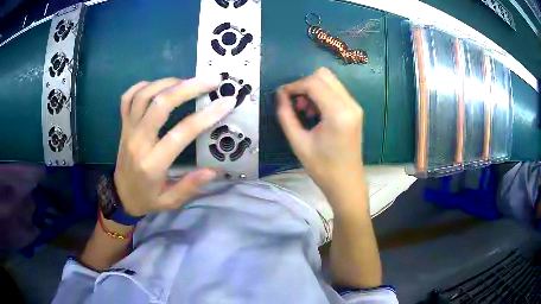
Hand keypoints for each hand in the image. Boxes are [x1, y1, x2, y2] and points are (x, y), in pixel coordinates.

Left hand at [114, 77, 236, 215]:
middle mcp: (138, 142)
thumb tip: (213, 170)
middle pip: (160, 104)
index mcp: (152, 164)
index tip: (226, 102)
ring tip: (188, 80)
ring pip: (144, 95)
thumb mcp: (169, 202)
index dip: (205, 116)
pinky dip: (143, 85)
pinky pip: (128, 97)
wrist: (119, 196)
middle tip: (211, 80)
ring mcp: (128, 130)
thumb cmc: (146, 199)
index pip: (180, 134)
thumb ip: (189, 186)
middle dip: (188, 88)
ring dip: (168, 82)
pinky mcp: (123, 125)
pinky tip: (159, 85)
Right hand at [277, 68, 364, 200]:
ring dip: (313, 89)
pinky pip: (336, 91)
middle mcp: (350, 104)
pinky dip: (322, 95)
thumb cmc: (322, 168)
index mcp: (338, 114)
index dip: (294, 85)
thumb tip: (280, 95)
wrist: (346, 183)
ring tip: (305, 111)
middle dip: (304, 84)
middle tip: (295, 103)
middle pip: (324, 75)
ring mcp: (355, 106)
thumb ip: (286, 115)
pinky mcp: (354, 110)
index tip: (282, 96)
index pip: (314, 83)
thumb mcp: (298, 143)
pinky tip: (316, 113)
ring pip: (330, 81)